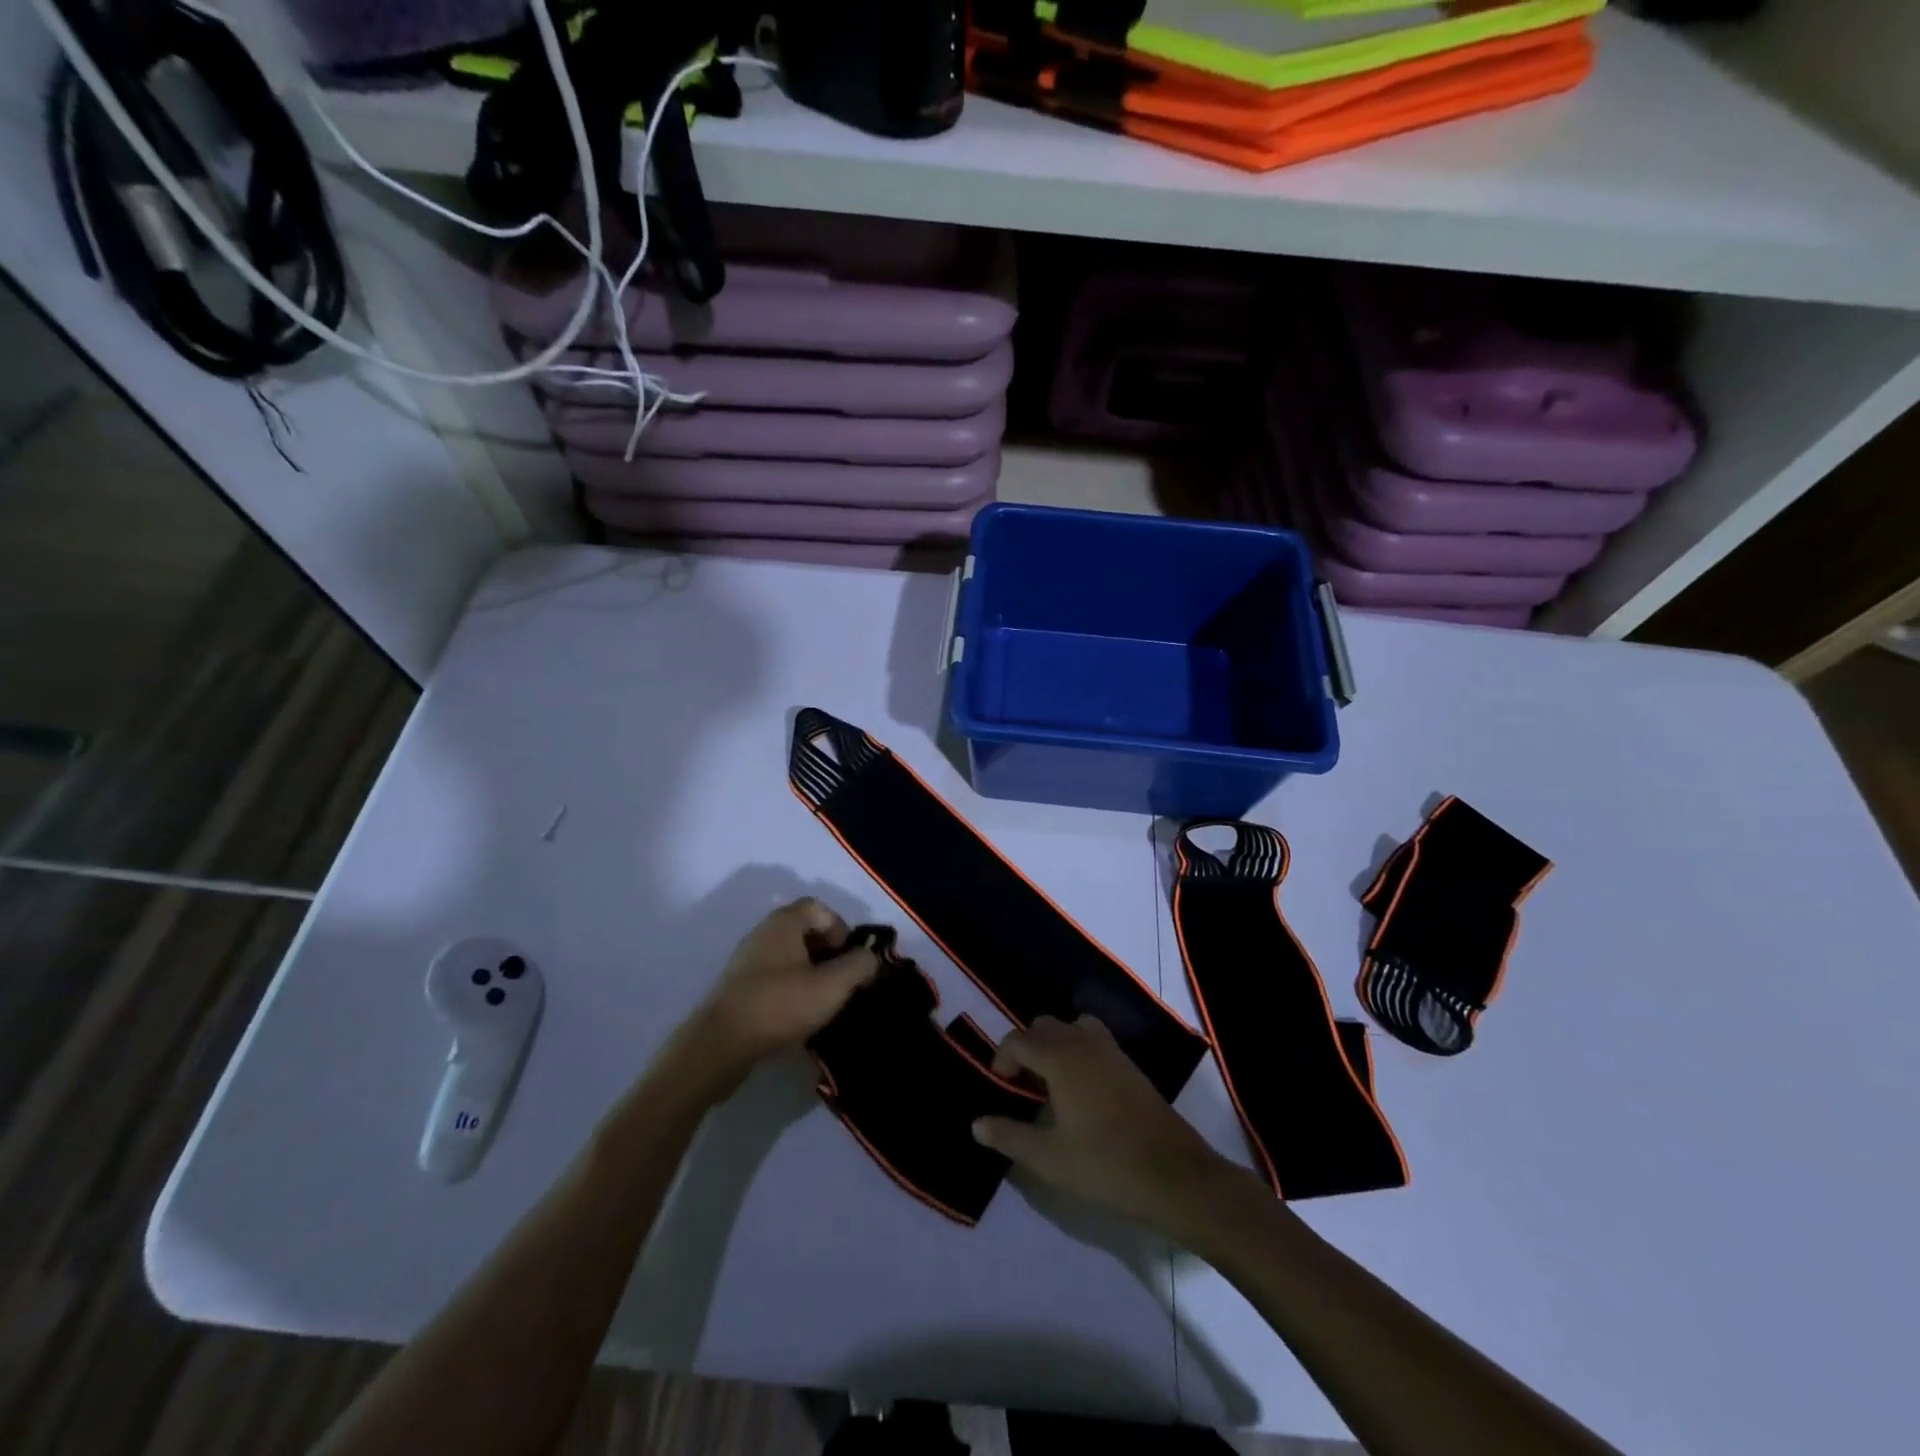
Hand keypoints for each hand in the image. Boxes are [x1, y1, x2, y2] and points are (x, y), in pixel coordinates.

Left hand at [671, 899, 878, 1096]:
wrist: (719, 1046)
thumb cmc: (780, 1006)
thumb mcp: (832, 986)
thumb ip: (859, 966)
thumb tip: (870, 957)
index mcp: (784, 922)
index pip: (820, 908)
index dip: (841, 929)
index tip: (850, 960)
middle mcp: (763, 933)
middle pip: (805, 931)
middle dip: (829, 953)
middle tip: (842, 982)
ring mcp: (747, 961)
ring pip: (790, 957)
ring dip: (811, 974)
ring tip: (824, 1002)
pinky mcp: (738, 988)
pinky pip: (774, 978)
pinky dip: (791, 989)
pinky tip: (799, 1017)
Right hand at [971, 1015, 1244, 1234]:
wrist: (1173, 1175)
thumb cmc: (1104, 1165)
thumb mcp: (1048, 1159)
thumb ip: (1009, 1136)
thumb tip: (977, 1123)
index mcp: (1060, 1058)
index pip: (1018, 1040)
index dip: (1001, 1059)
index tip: (1000, 1088)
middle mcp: (1083, 1043)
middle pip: (1044, 1026)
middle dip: (1026, 1048)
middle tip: (1022, 1087)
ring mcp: (1111, 1050)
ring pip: (1072, 1027)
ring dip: (1055, 1045)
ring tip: (1051, 1084)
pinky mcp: (1129, 1065)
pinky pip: (1094, 1040)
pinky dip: (1078, 1050)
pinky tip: (1081, 1091)